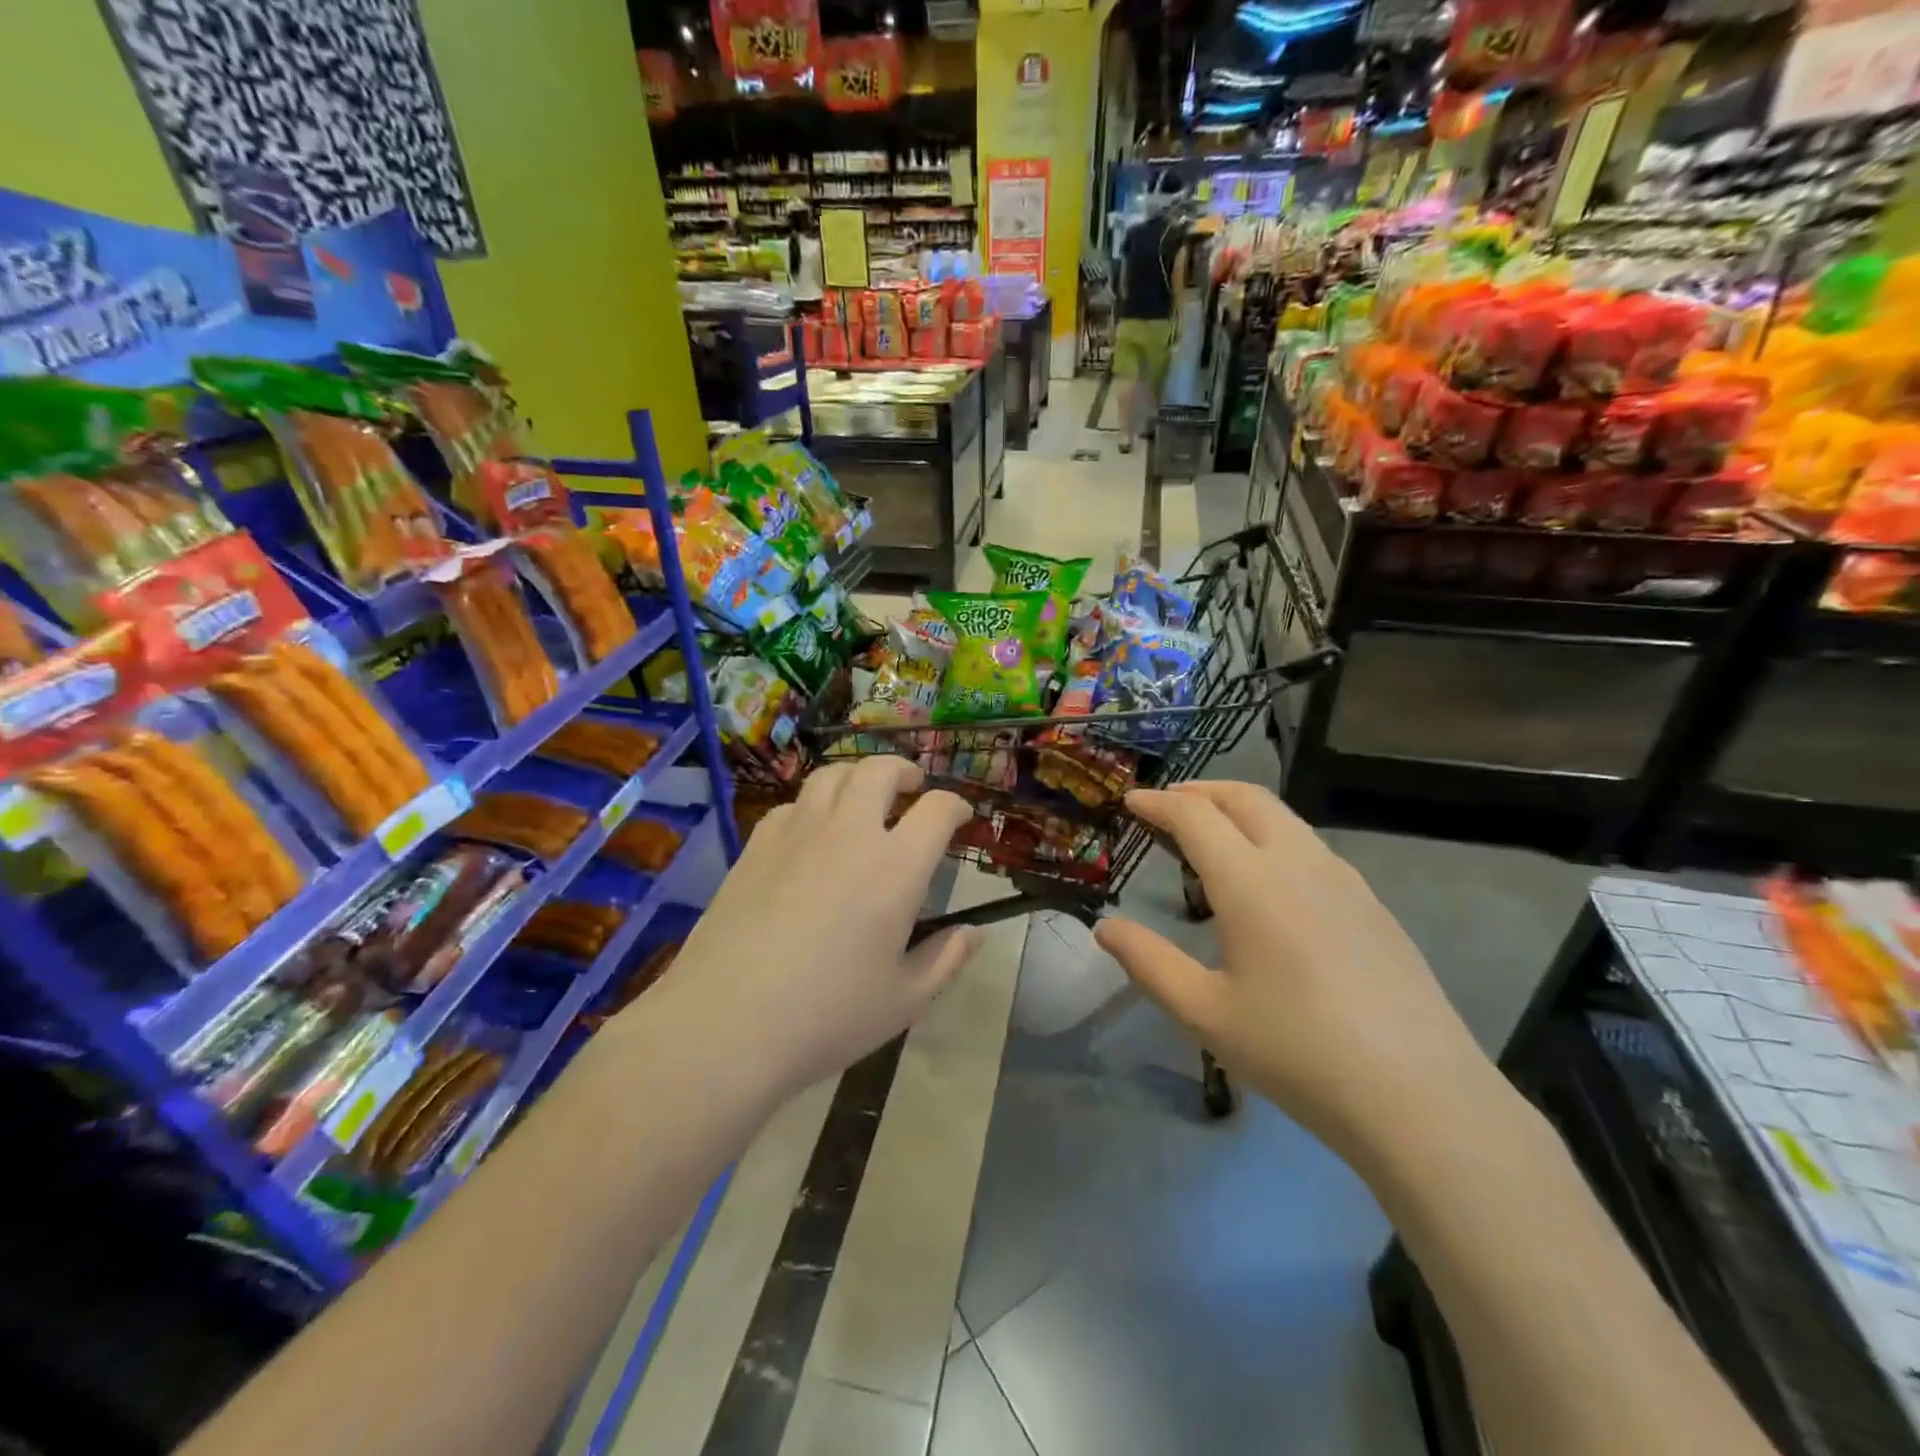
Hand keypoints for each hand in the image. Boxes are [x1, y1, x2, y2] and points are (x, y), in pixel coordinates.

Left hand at [647, 757, 979, 1098]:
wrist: (725, 1024)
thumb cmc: (827, 1017)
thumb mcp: (903, 1001)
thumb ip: (945, 959)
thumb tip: (974, 933)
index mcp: (895, 868)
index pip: (937, 810)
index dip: (956, 806)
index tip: (961, 818)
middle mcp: (849, 834)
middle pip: (879, 771)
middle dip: (904, 771)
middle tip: (912, 786)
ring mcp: (797, 834)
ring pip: (831, 776)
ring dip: (857, 777)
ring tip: (863, 795)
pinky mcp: (756, 847)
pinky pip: (791, 805)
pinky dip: (812, 806)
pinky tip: (811, 833)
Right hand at [1094, 782, 1498, 1161]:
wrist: (1421, 1096)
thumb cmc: (1297, 1052)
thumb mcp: (1205, 1013)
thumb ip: (1148, 963)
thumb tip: (1105, 928)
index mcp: (1251, 882)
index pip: (1195, 816)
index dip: (1158, 803)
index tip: (1131, 801)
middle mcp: (1298, 863)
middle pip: (1246, 798)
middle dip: (1201, 791)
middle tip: (1169, 805)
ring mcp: (1344, 880)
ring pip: (1284, 818)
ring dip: (1240, 810)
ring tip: (1214, 835)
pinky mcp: (1372, 905)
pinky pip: (1312, 847)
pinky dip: (1274, 837)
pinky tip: (1270, 882)